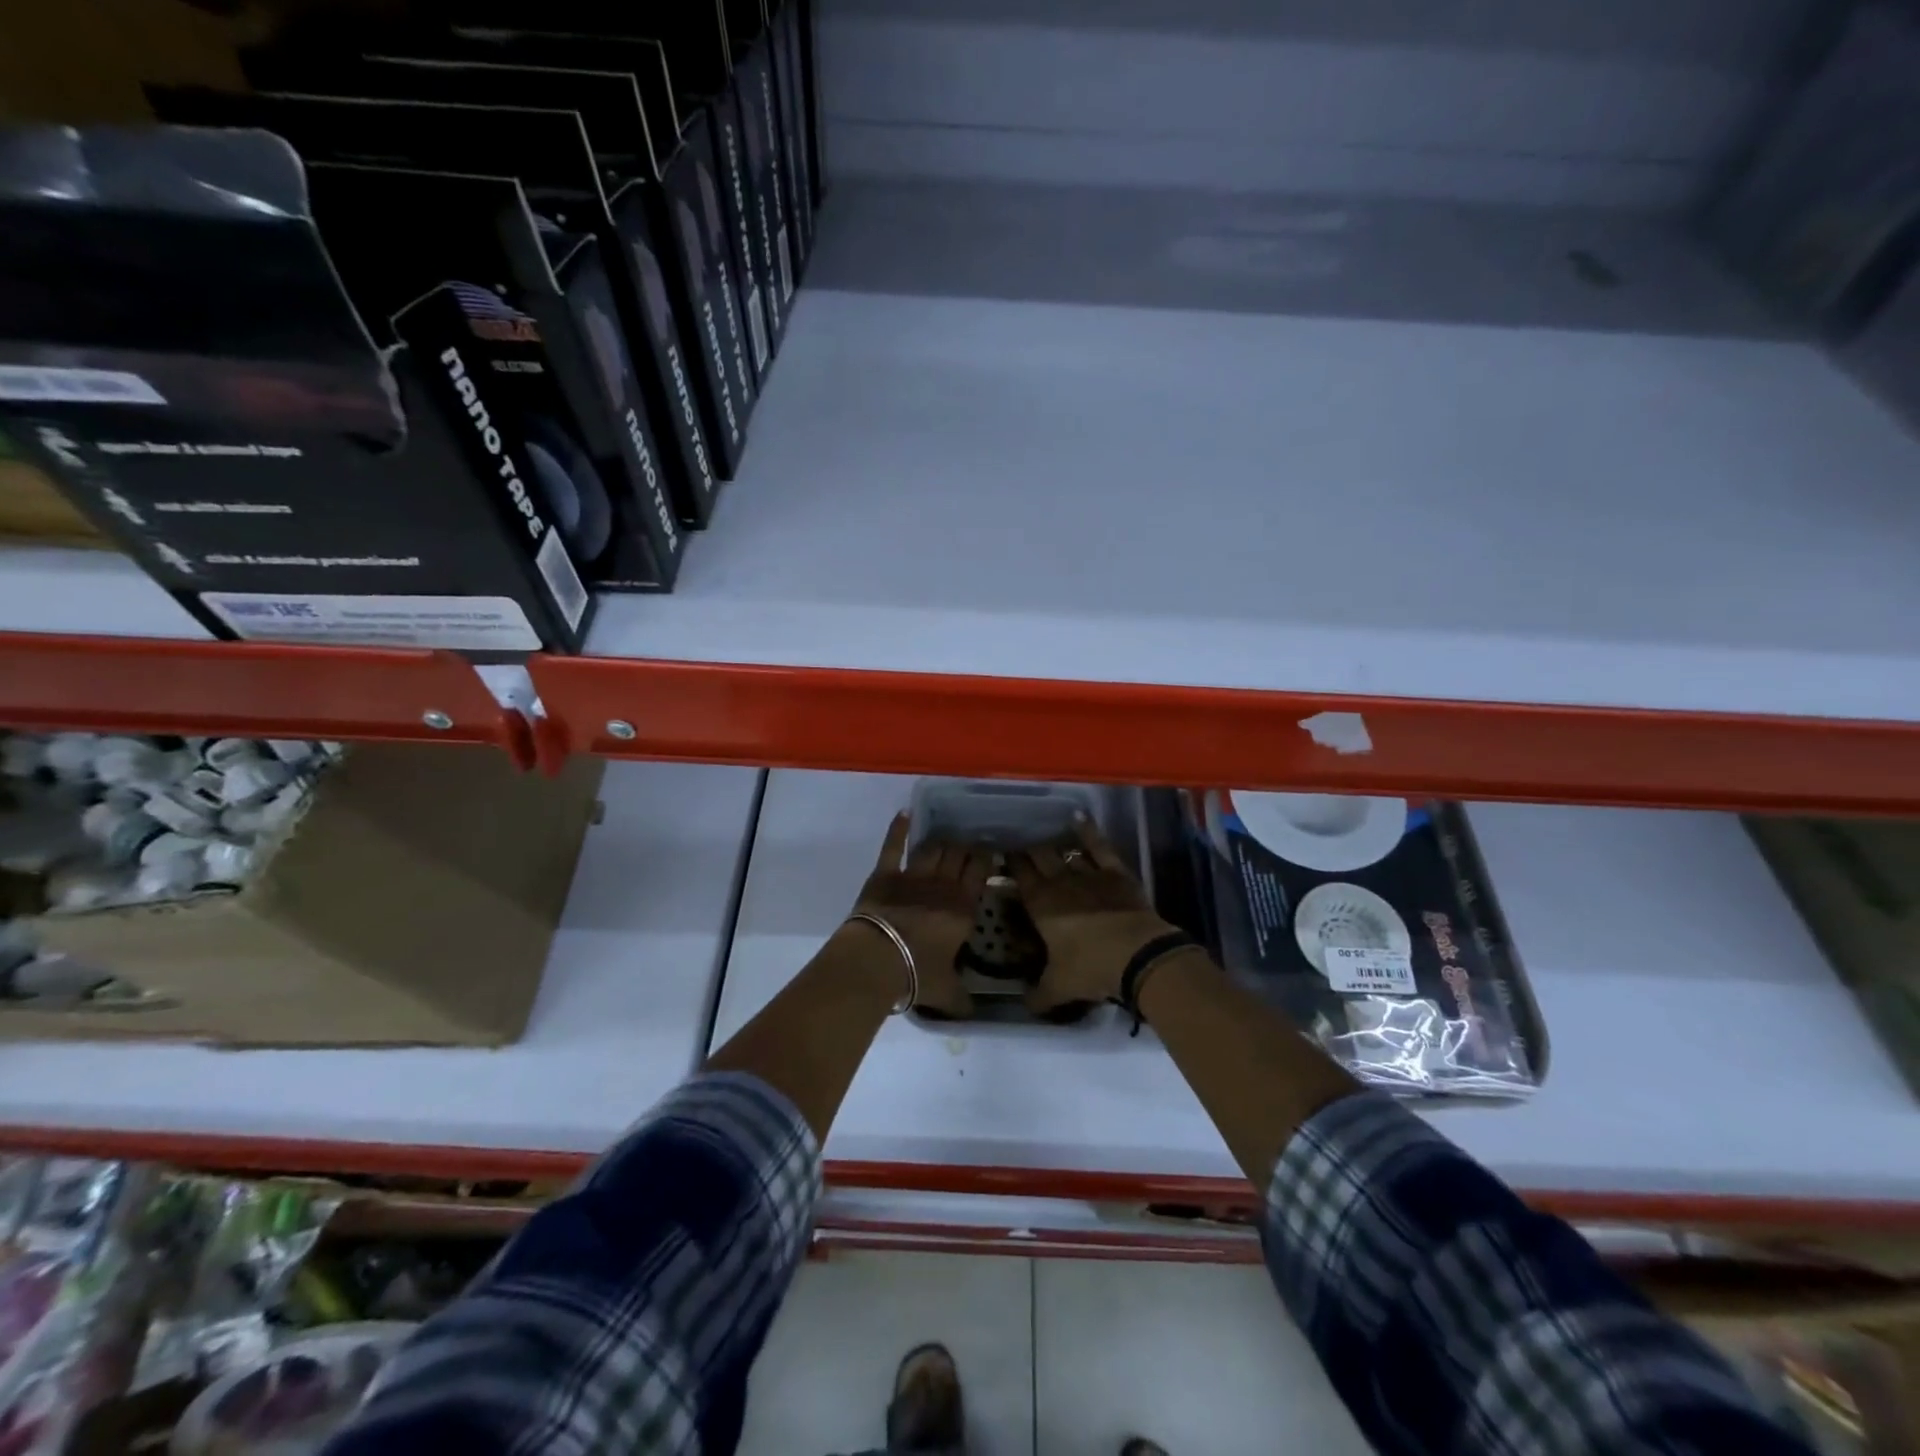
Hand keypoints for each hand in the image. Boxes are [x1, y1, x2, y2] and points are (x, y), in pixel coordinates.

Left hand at [847, 814, 988, 1017]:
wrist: (877, 960)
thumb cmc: (917, 975)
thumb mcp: (947, 992)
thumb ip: (963, 999)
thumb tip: (974, 1015)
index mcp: (963, 909)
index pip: (980, 873)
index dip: (986, 859)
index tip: (990, 853)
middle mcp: (942, 886)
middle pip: (959, 854)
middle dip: (966, 846)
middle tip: (970, 843)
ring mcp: (912, 876)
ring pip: (933, 848)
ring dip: (941, 840)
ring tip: (947, 837)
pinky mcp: (884, 874)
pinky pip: (893, 847)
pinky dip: (898, 830)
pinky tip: (903, 815)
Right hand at [1008, 819, 1175, 1016]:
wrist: (1137, 954)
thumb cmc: (1090, 968)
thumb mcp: (1058, 988)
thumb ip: (1038, 995)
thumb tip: (1025, 1004)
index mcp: (1040, 904)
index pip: (1018, 875)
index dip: (1009, 864)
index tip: (1002, 856)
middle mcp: (1059, 881)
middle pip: (1038, 857)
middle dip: (1028, 850)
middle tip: (1021, 846)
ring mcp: (1089, 872)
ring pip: (1065, 851)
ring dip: (1053, 844)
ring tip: (1045, 839)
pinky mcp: (1115, 871)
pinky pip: (1098, 845)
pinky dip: (1088, 830)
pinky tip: (1079, 817)